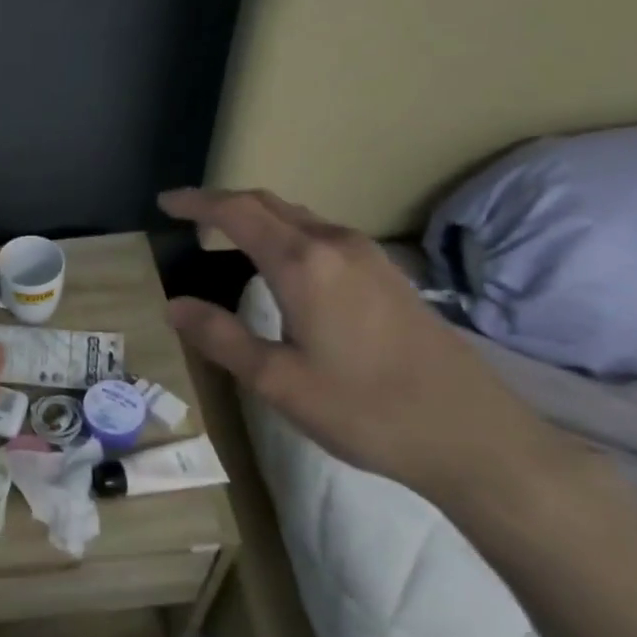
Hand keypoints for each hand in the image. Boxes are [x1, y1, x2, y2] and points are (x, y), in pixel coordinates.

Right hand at [159, 188, 584, 514]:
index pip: (237, 212)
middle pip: (269, 204)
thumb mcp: (278, 380)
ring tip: (224, 237)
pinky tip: (282, 263)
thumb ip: (221, 337)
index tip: (165, 203)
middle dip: (223, 203)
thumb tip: (174, 305)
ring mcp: (369, 256)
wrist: (471, 434)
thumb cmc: (364, 409)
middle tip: (187, 216)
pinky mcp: (389, 275)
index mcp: (304, 263)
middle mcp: (336, 244)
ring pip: (299, 217)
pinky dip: (287, 233)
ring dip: (258, 217)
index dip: (197, 202)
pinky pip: (323, 235)